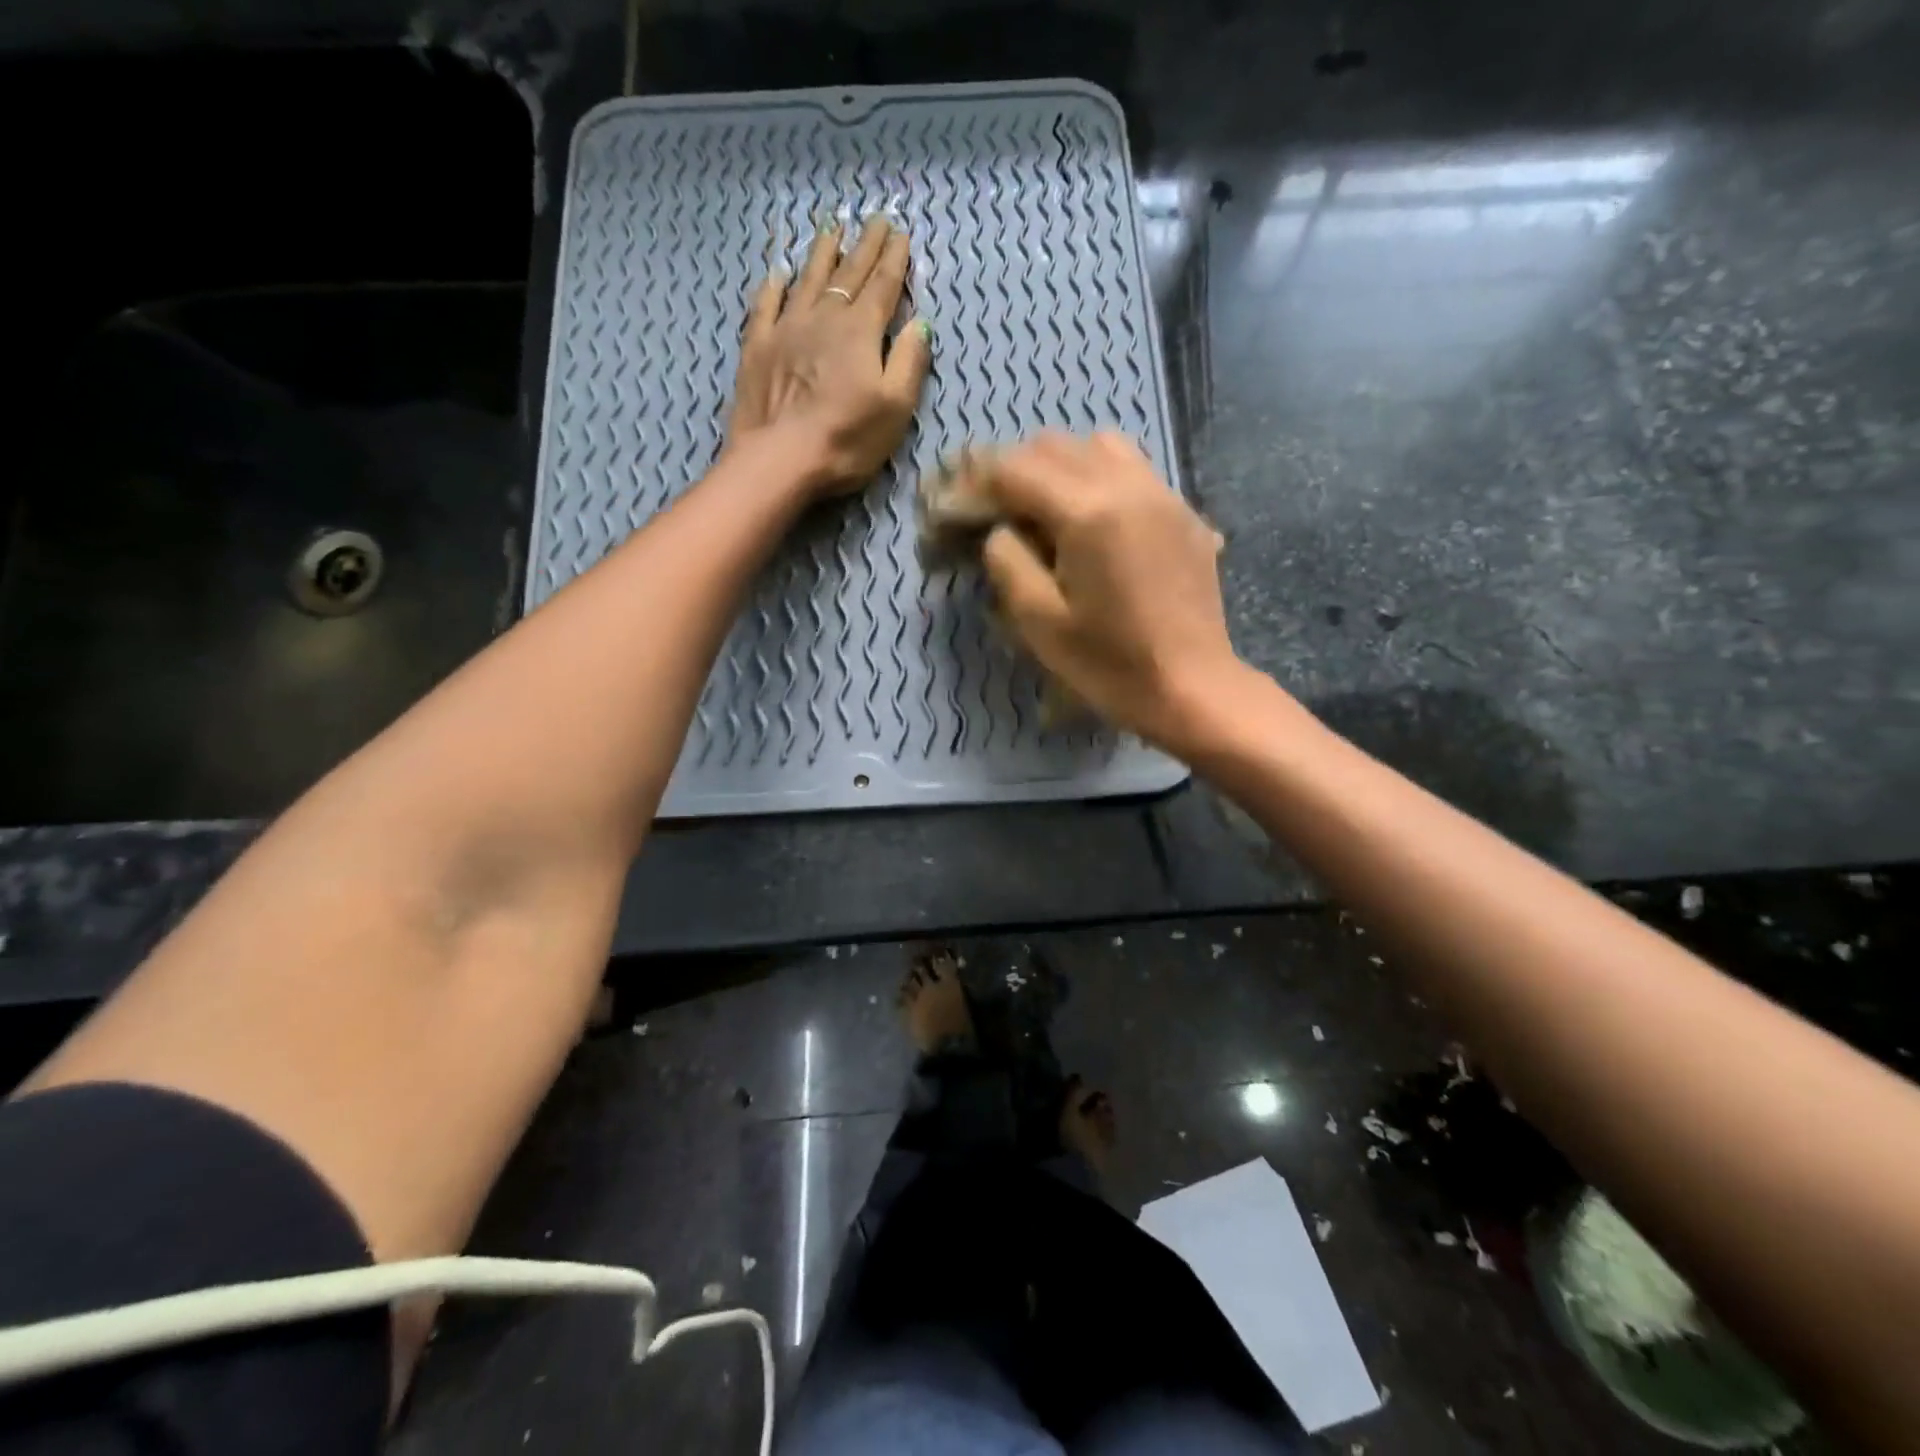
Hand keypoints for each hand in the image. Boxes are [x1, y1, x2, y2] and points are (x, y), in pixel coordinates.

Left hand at [726, 215, 932, 497]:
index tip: (901, 233)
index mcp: (861, 332)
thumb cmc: (846, 440)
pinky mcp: (757, 348)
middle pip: (848, 275)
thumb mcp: (895, 408)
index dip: (894, 260)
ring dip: (822, 254)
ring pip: (808, 280)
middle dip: (865, 247)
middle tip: (875, 219)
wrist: (780, 458)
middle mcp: (824, 319)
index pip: (883, 286)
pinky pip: (766, 305)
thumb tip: (920, 324)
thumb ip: (909, 363)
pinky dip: (774, 285)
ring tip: (832, 229)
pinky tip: (778, 273)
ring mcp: (786, 329)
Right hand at [979, 432, 1255, 752]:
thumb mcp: (1039, 622)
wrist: (1190, 687)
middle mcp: (1128, 485)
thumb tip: (1001, 530)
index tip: (962, 509)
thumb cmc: (1109, 664)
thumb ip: (1007, 561)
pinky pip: (1135, 470)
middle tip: (999, 514)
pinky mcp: (1184, 513)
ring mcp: (1163, 494)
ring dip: (1063, 466)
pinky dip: (1102, 479)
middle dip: (1016, 471)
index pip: (1015, 469)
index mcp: (1088, 512)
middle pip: (1055, 446)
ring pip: (1100, 445)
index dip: (979, 484)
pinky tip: (1097, 523)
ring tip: (1050, 511)